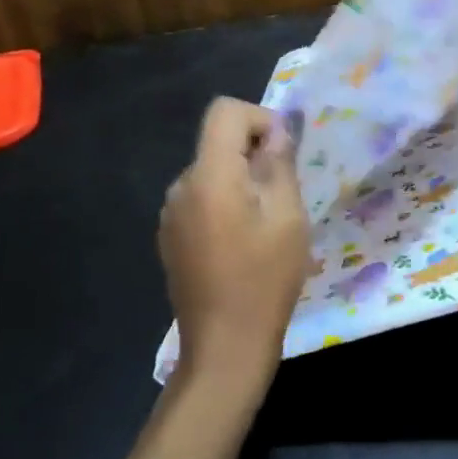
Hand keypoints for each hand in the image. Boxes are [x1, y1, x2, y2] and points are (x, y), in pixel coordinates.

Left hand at [159, 98, 310, 400]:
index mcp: (209, 176)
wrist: (225, 347)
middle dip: (253, 154)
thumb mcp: (287, 217)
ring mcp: (171, 214)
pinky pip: (200, 200)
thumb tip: (276, 131)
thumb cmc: (265, 279)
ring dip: (240, 182)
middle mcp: (181, 186)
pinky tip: (242, 244)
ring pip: (211, 173)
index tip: (282, 154)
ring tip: (266, 225)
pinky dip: (224, 204)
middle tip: (284, 197)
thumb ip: (279, 164)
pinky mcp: (170, 237)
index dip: (259, 119)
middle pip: (217, 143)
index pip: (224, 112)